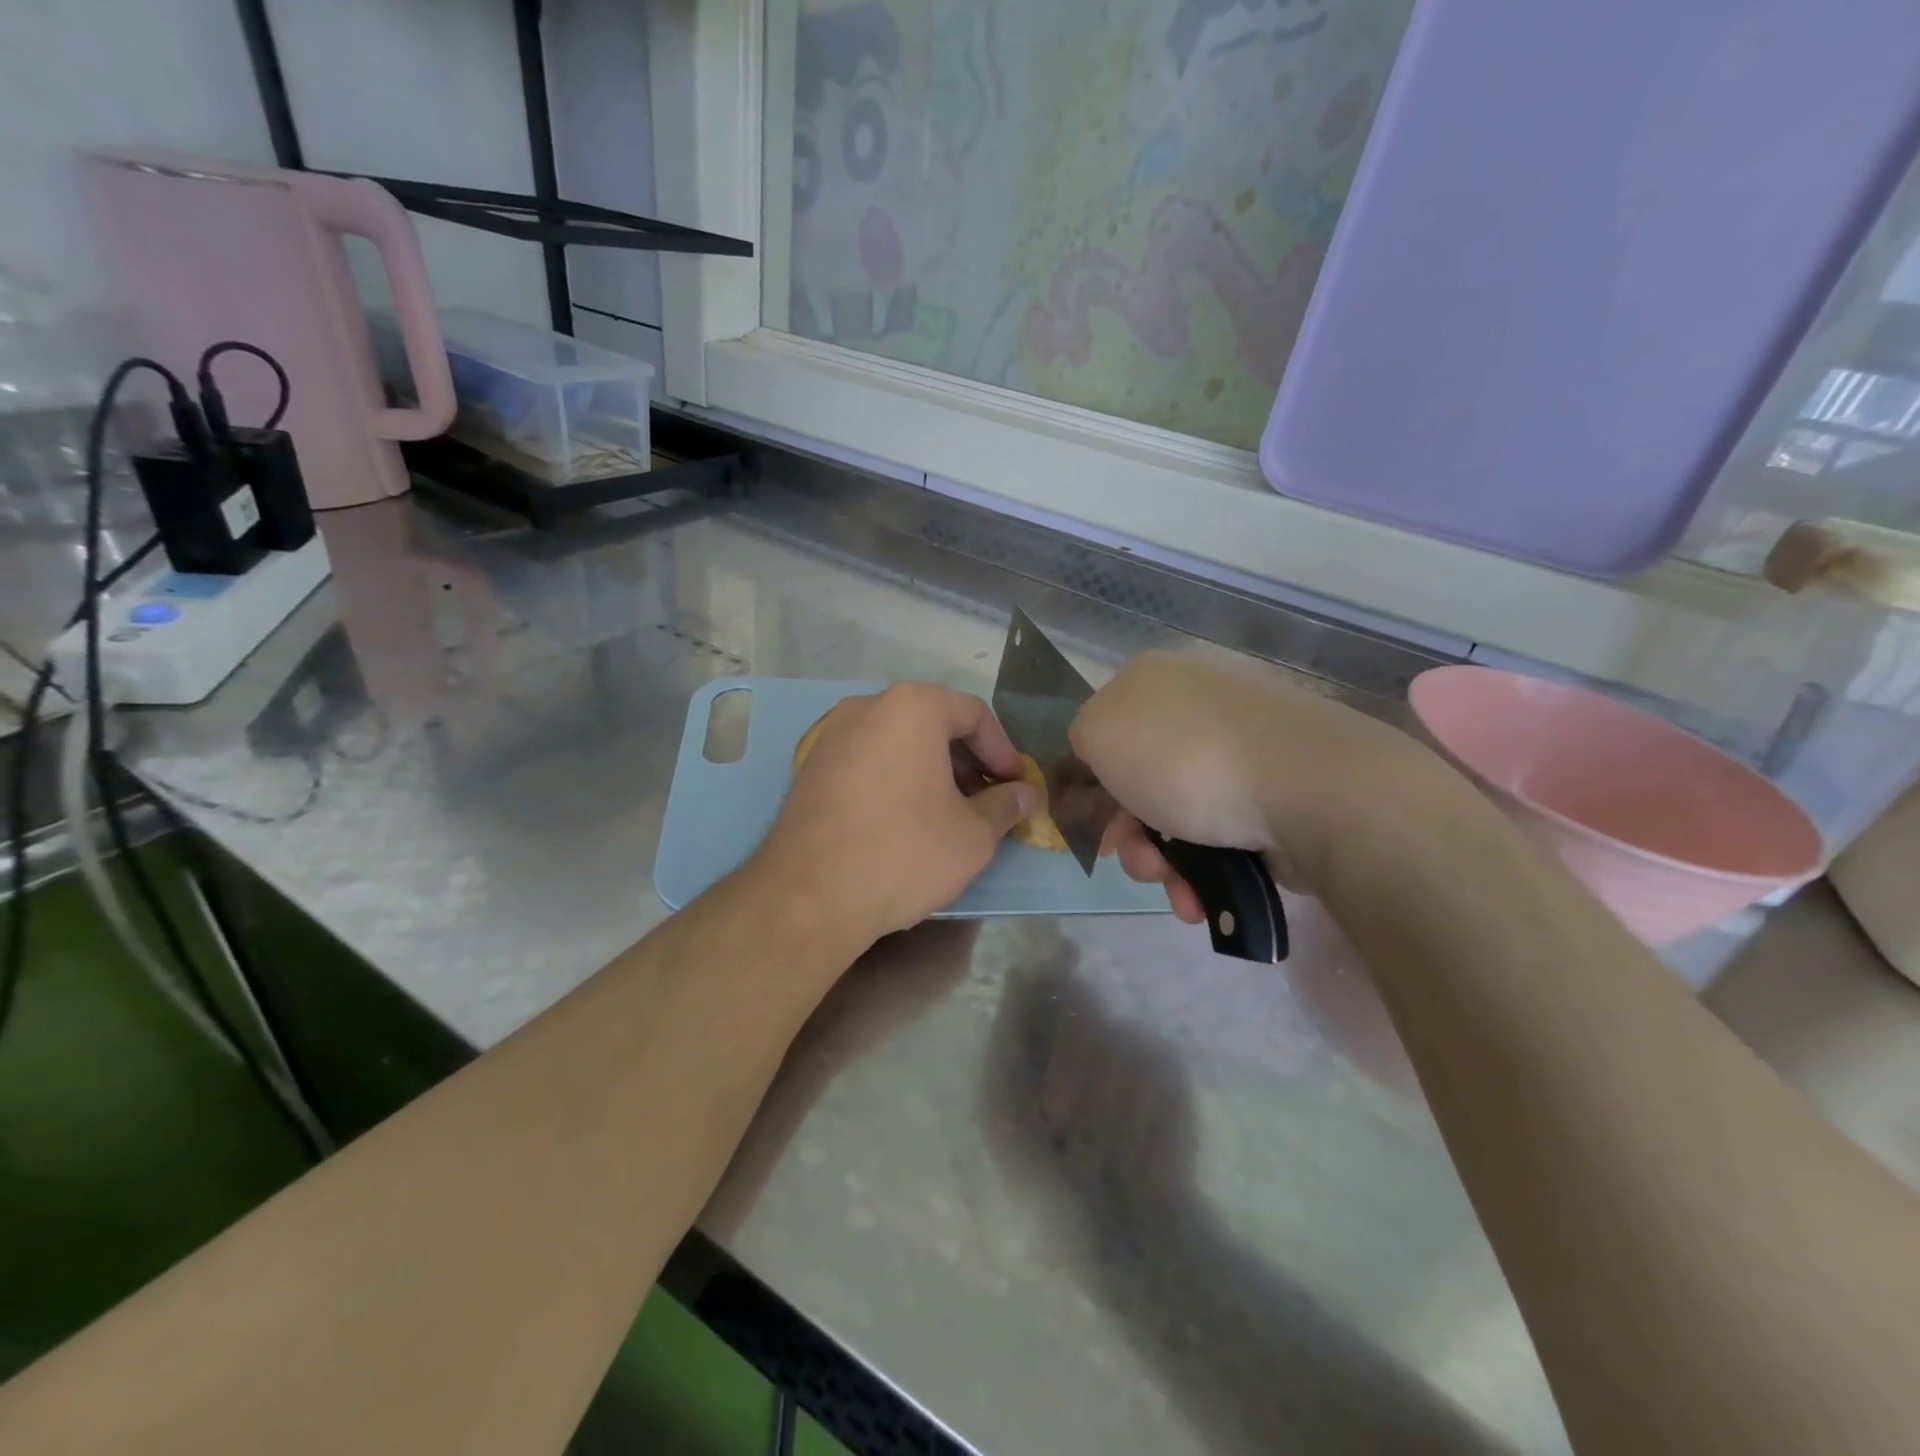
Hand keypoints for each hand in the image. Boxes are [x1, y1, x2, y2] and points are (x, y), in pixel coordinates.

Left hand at [752, 683, 1035, 945]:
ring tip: (950, 811)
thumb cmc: (903, 853)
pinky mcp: (810, 766)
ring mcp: (832, 735)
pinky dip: (896, 777)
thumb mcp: (972, 835)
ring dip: (932, 768)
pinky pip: (868, 759)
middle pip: (933, 721)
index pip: (974, 713)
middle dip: (966, 759)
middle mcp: (867, 706)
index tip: (1015, 785)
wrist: (807, 896)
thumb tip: (1024, 795)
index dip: (1002, 749)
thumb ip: (1005, 806)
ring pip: (898, 740)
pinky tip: (906, 818)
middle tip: (987, 798)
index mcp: (912, 707)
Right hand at [1069, 650, 1444, 918]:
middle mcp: (1198, 706)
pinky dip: (1206, 868)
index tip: (1097, 825)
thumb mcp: (1099, 734)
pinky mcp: (1278, 789)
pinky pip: (1223, 831)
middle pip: (1141, 781)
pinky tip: (1203, 896)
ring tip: (1177, 890)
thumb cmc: (1185, 758)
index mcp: (1153, 681)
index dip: (1094, 783)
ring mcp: (1243, 747)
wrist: (1306, 787)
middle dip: (1132, 834)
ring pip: (1179, 815)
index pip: (1106, 732)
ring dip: (1164, 862)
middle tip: (1140, 863)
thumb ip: (1081, 739)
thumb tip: (1104, 760)